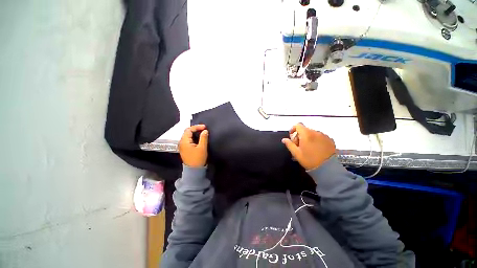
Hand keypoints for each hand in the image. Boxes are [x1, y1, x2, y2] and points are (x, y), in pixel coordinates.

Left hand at [179, 125, 208, 166]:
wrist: (194, 170)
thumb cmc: (198, 159)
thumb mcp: (202, 148)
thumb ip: (203, 138)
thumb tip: (205, 130)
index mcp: (184, 141)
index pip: (189, 130)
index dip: (197, 127)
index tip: (205, 127)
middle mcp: (181, 142)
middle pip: (187, 132)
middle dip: (195, 129)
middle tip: (204, 129)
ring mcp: (182, 146)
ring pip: (188, 136)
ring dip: (195, 133)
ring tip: (202, 132)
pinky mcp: (185, 148)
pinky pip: (188, 139)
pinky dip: (194, 137)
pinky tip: (199, 138)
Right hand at [282, 123, 335, 169]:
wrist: (328, 168)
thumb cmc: (310, 160)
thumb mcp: (296, 153)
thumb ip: (289, 144)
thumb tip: (284, 139)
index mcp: (306, 134)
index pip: (298, 125)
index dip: (293, 129)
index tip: (292, 137)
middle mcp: (315, 132)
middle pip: (304, 129)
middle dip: (299, 136)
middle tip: (299, 146)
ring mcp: (324, 135)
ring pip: (312, 133)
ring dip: (308, 138)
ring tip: (308, 148)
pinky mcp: (330, 139)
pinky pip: (319, 136)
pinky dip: (315, 140)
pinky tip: (315, 149)